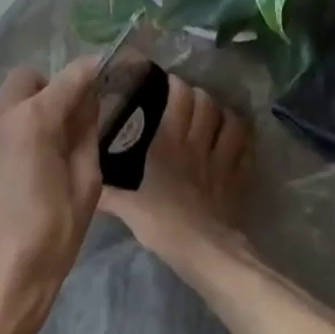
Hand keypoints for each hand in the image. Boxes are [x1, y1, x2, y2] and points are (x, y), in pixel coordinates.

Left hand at [0, 57, 103, 333]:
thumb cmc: (50, 234)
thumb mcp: (86, 183)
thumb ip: (86, 133)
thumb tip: (89, 103)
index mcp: (33, 120)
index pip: (68, 78)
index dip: (90, 70)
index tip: (105, 71)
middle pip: (27, 79)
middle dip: (51, 87)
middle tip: (70, 118)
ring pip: (5, 101)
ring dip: (28, 109)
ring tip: (45, 146)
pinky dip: (10, 130)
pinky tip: (20, 166)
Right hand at [99, 73, 254, 282]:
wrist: (205, 252)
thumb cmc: (163, 224)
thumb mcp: (127, 208)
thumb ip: (107, 193)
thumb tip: (86, 186)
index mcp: (170, 144)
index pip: (180, 98)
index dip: (176, 84)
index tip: (167, 81)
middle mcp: (199, 144)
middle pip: (207, 103)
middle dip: (199, 94)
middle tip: (189, 98)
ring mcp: (224, 160)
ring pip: (232, 121)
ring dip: (224, 112)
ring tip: (216, 114)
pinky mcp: (240, 178)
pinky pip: (247, 149)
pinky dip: (243, 140)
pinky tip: (237, 140)